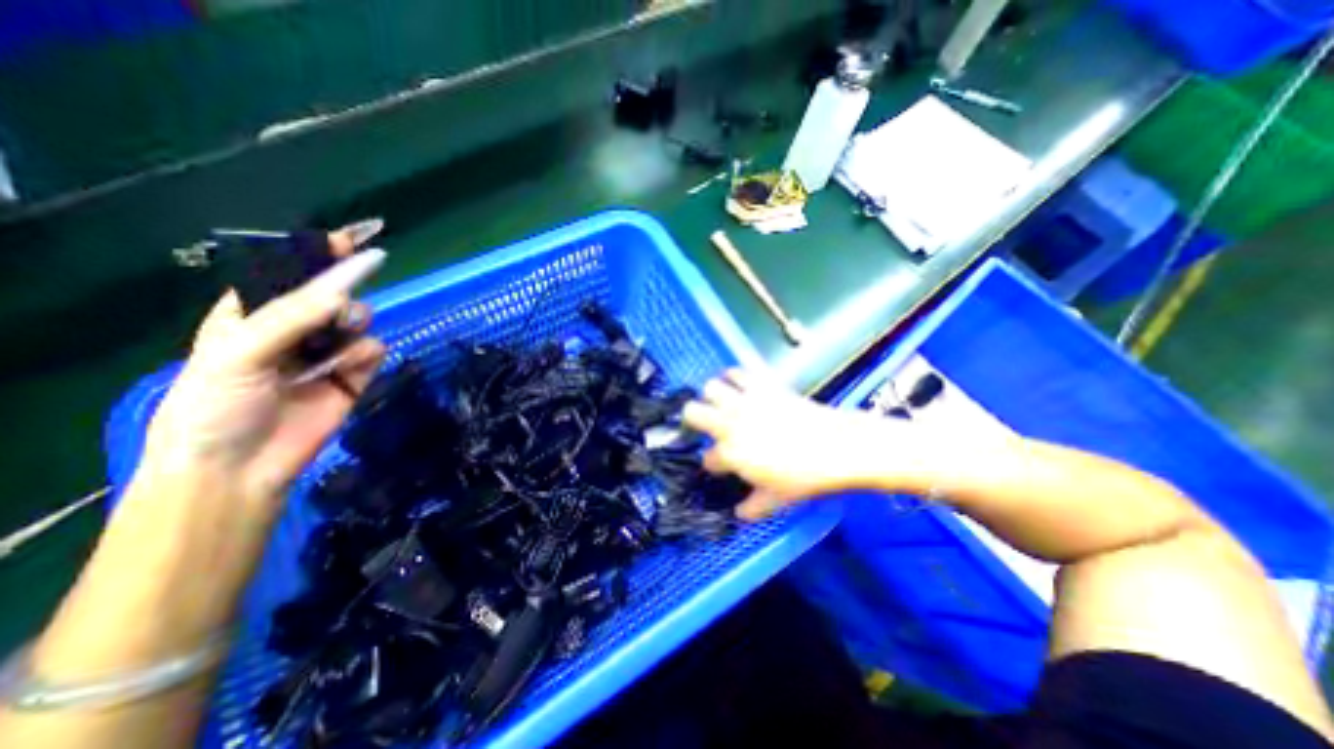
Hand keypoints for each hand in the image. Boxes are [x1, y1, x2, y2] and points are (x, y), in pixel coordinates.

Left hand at [138, 231, 384, 517]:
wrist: (243, 465)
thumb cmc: (217, 404)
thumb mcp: (240, 352)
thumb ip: (293, 316)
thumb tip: (346, 288)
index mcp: (253, 313)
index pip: (289, 273)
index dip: (318, 254)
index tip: (351, 240)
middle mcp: (295, 328)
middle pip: (333, 293)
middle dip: (341, 294)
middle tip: (337, 308)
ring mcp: (328, 352)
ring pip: (358, 319)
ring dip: (353, 325)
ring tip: (334, 346)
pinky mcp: (355, 374)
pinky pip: (373, 350)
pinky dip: (365, 355)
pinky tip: (348, 370)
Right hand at [681, 367, 922, 521]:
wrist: (836, 445)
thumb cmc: (804, 477)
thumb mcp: (776, 501)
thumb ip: (751, 509)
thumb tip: (738, 513)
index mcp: (730, 453)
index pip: (707, 459)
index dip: (713, 465)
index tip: (721, 466)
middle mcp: (729, 423)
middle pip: (692, 412)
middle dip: (693, 420)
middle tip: (706, 427)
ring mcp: (744, 401)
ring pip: (710, 387)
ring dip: (712, 397)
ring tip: (722, 404)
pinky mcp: (761, 385)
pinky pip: (737, 372)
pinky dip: (733, 378)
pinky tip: (740, 387)